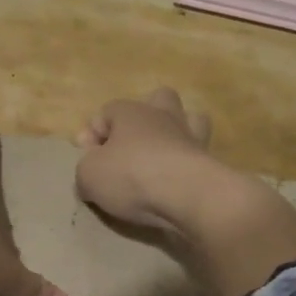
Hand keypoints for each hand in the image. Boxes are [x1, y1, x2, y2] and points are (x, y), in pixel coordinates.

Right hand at [73, 88, 219, 234]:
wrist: (188, 196)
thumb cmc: (131, 175)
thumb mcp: (88, 175)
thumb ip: (85, 170)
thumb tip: (91, 174)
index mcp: (131, 112)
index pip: (106, 112)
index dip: (91, 134)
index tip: (86, 160)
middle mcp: (163, 117)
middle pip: (158, 99)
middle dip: (143, 117)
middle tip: (129, 145)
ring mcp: (191, 137)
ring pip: (190, 120)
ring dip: (175, 134)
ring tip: (160, 158)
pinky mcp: (210, 162)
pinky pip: (198, 154)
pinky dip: (187, 165)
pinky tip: (175, 183)